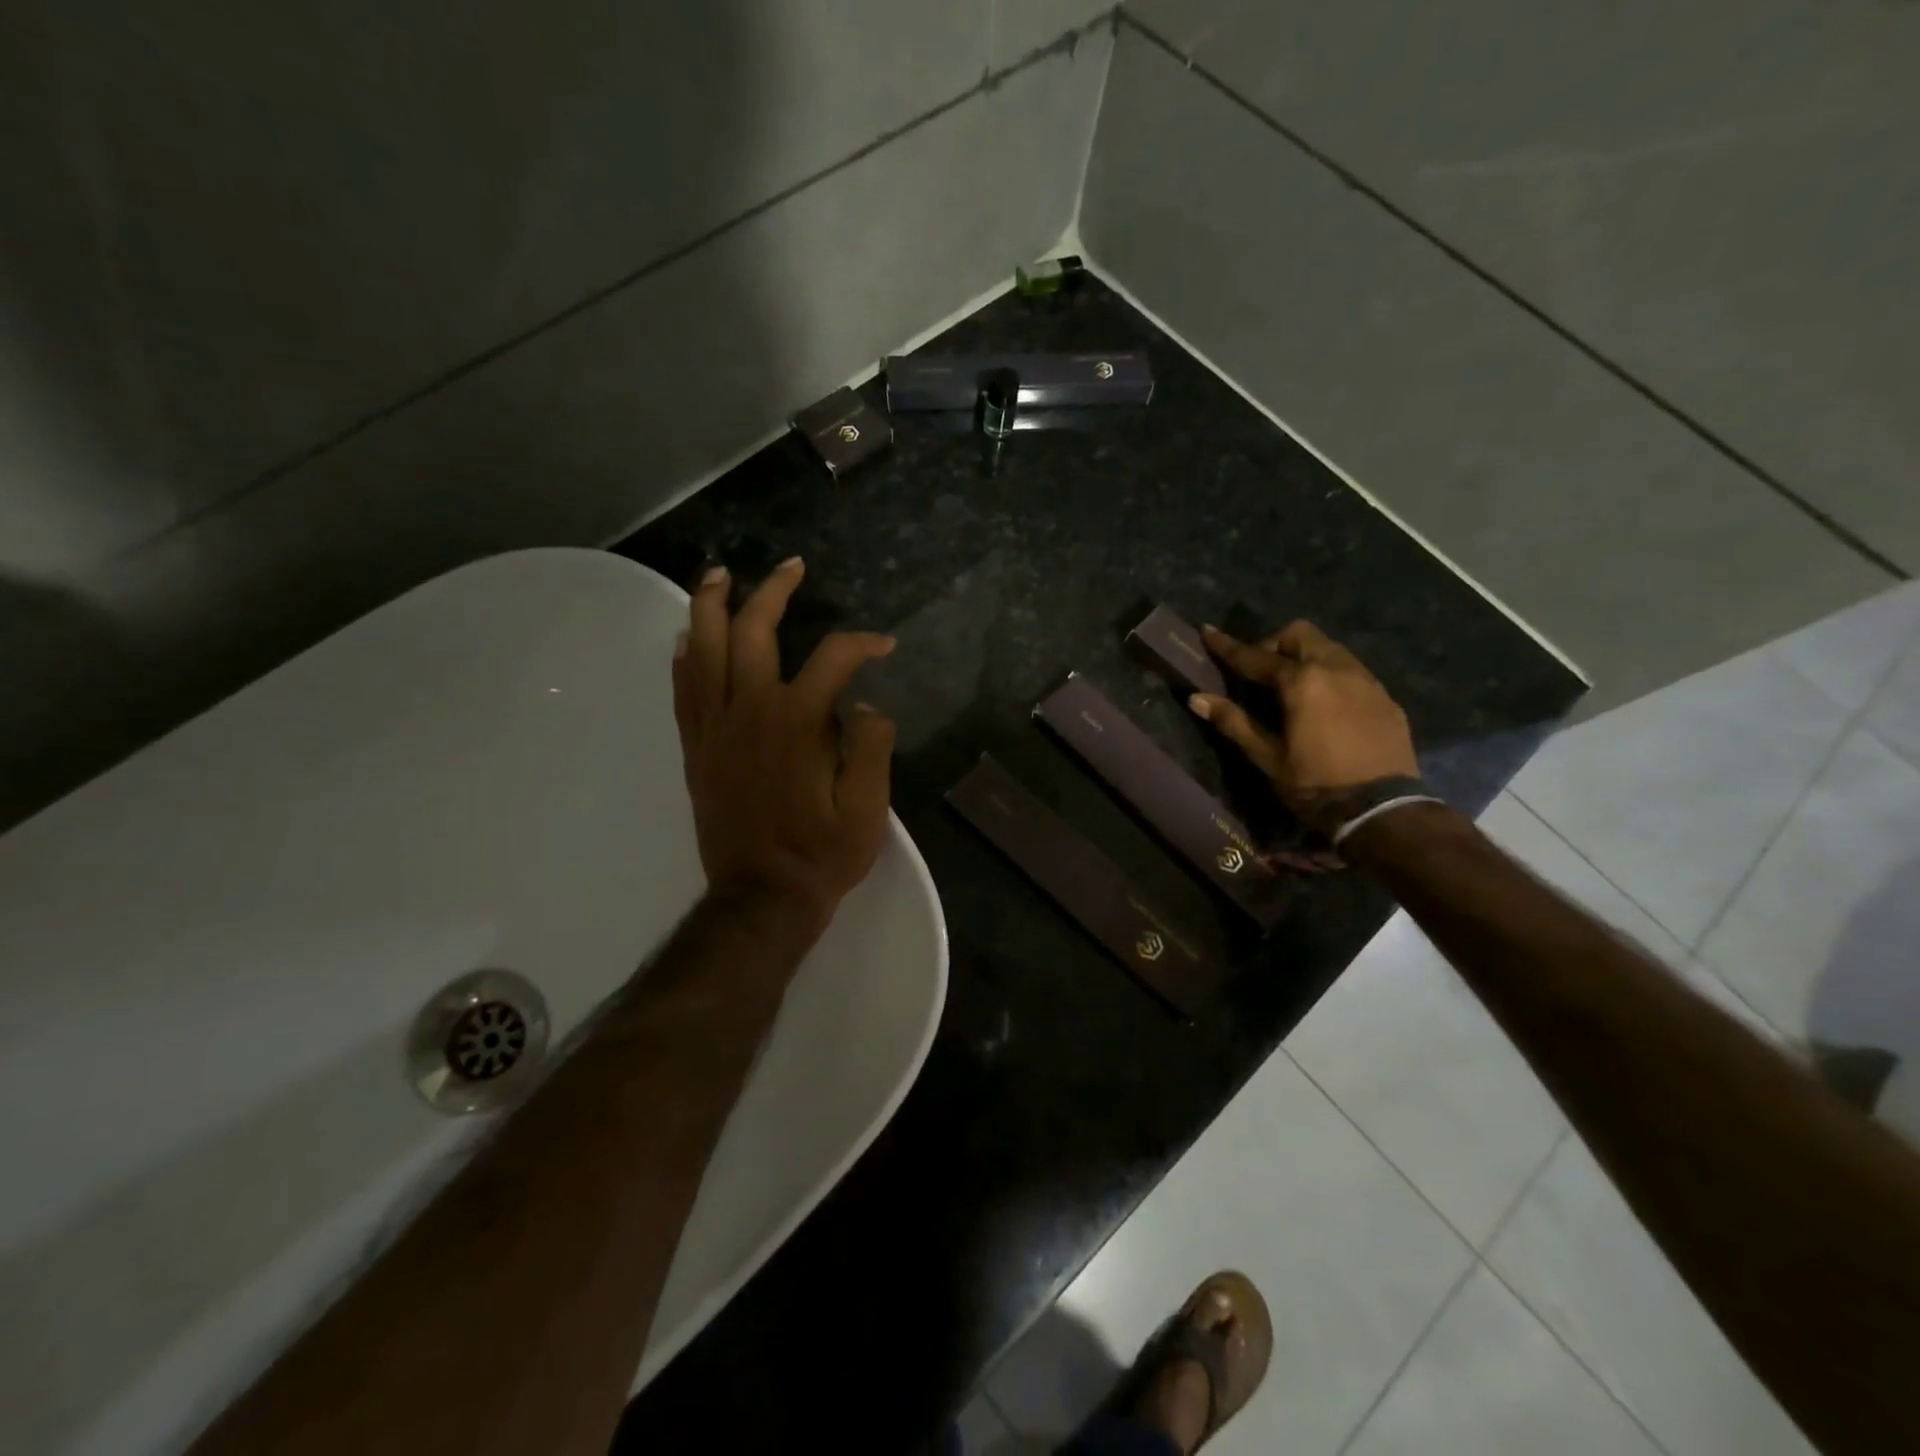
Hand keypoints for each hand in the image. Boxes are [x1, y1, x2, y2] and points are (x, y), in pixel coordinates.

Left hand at [672, 557, 896, 935]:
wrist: (762, 897)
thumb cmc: (822, 854)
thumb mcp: (869, 807)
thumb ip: (871, 747)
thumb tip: (864, 707)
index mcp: (797, 722)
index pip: (833, 659)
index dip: (863, 644)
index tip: (885, 648)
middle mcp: (749, 711)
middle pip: (753, 631)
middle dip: (773, 591)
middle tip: (790, 567)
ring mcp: (714, 728)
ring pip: (704, 649)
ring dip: (711, 605)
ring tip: (719, 574)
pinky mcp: (695, 749)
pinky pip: (683, 690)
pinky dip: (684, 656)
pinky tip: (687, 636)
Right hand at [1188, 620, 1417, 832]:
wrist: (1383, 810)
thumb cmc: (1315, 784)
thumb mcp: (1267, 758)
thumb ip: (1234, 722)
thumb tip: (1197, 698)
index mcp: (1302, 682)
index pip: (1255, 656)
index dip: (1227, 646)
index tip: (1207, 632)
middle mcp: (1336, 668)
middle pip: (1299, 635)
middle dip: (1274, 645)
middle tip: (1260, 673)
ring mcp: (1366, 681)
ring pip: (1329, 648)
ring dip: (1305, 657)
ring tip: (1293, 687)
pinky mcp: (1386, 697)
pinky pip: (1352, 671)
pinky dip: (1331, 675)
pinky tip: (1326, 705)